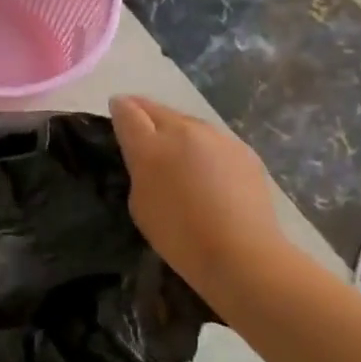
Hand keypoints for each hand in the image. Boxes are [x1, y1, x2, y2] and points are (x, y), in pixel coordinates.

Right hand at [109, 95, 292, 305]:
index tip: (116, 110)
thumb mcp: (140, 203)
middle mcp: (182, 131)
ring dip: (176, 130)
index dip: (119, 108)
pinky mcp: (243, 150)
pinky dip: (203, 147)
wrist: (242, 253)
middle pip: (157, 109)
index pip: (127, 111)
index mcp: (150, 146)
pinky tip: (206, 169)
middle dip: (144, 113)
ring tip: (175, 150)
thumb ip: (139, 169)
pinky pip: (213, 140)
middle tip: (140, 127)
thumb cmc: (179, 236)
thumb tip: (147, 154)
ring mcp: (216, 137)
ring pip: (187, 122)